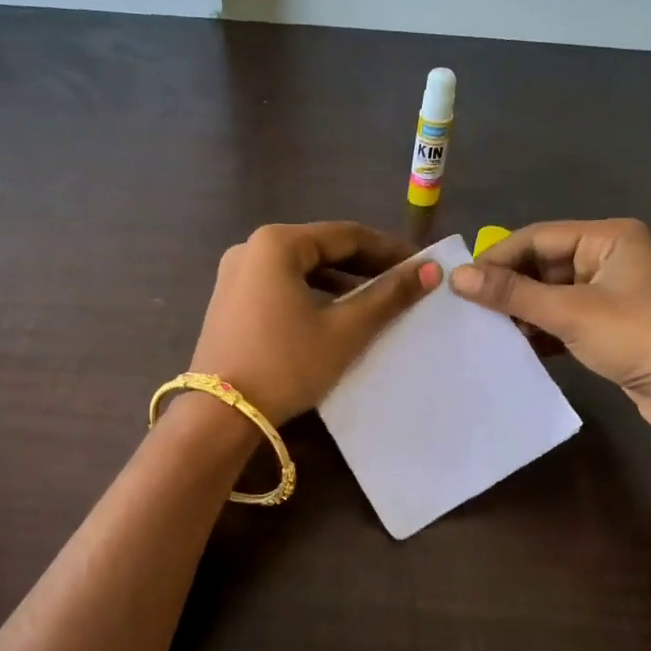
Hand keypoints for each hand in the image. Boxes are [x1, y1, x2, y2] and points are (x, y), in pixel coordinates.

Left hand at [188, 222, 440, 424]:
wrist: (221, 414)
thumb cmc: (287, 365)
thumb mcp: (344, 331)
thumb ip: (388, 296)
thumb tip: (429, 270)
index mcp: (277, 243)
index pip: (346, 235)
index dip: (389, 250)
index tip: (421, 266)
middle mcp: (251, 248)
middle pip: (321, 249)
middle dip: (364, 266)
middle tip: (402, 284)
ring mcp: (234, 275)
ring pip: (300, 269)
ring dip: (339, 282)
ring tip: (374, 302)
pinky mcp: (228, 301)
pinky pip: (280, 286)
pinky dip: (311, 295)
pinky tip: (332, 316)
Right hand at [450, 219, 650, 426]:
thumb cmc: (636, 336)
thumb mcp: (570, 312)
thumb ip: (512, 294)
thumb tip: (457, 277)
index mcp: (609, 238)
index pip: (538, 237)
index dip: (497, 258)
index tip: (460, 283)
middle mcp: (610, 257)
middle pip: (543, 264)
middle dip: (509, 287)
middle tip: (470, 308)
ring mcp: (611, 292)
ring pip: (551, 293)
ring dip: (522, 310)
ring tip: (487, 328)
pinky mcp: (610, 324)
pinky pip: (564, 316)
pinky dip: (541, 328)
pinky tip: (515, 344)